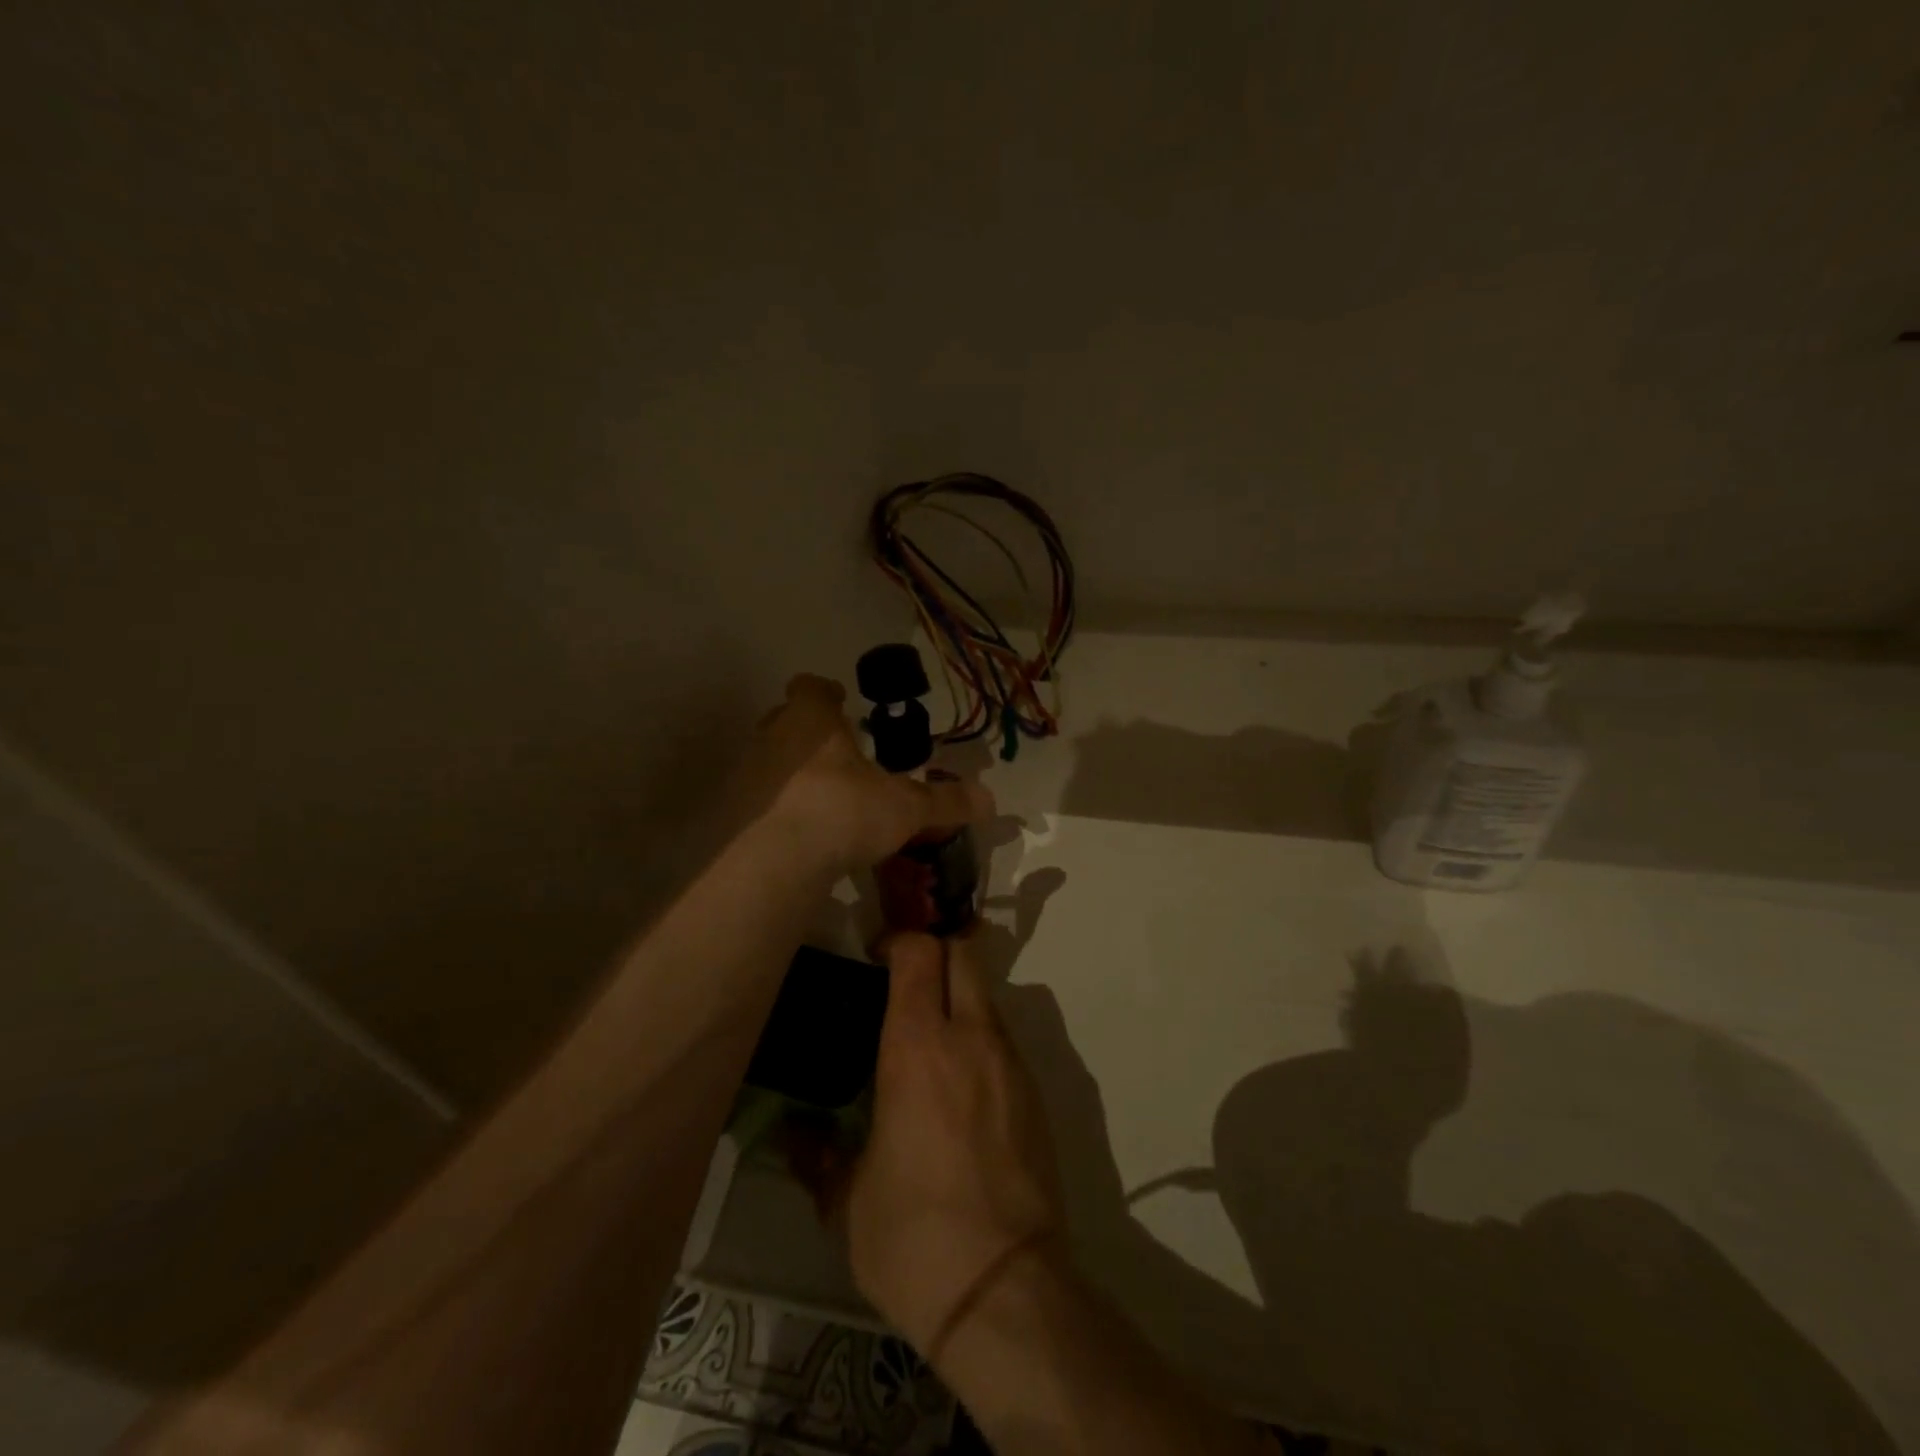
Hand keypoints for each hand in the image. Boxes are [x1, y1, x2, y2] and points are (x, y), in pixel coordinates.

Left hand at [744, 675, 991, 875]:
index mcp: (813, 721)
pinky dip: (772, 809)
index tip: (839, 699)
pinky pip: (754, 801)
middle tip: (835, 752)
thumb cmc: (843, 812)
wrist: (772, 861)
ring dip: (788, 771)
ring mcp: (745, 774)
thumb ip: (944, 802)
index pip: (811, 688)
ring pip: (767, 760)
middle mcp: (772, 737)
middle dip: (807, 732)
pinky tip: (794, 832)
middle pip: (785, 720)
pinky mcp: (727, 813)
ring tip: (818, 797)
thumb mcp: (904, 808)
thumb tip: (990, 800)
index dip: (825, 692)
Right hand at [844, 933, 1065, 1355]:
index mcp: (918, 1047)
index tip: (877, 958)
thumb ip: (817, 1154)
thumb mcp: (846, 1199)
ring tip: (930, 1041)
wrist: (1004, 1291)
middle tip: (906, 980)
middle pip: (965, 953)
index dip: (899, 941)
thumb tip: (791, 1133)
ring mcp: (1010, 1063)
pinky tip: (959, 1089)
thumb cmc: (911, 1237)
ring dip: (960, 997)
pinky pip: (1003, 1040)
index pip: (919, 953)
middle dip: (937, 950)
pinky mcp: (1036, 1093)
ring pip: (987, 996)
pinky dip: (979, 1039)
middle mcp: (971, 1038)